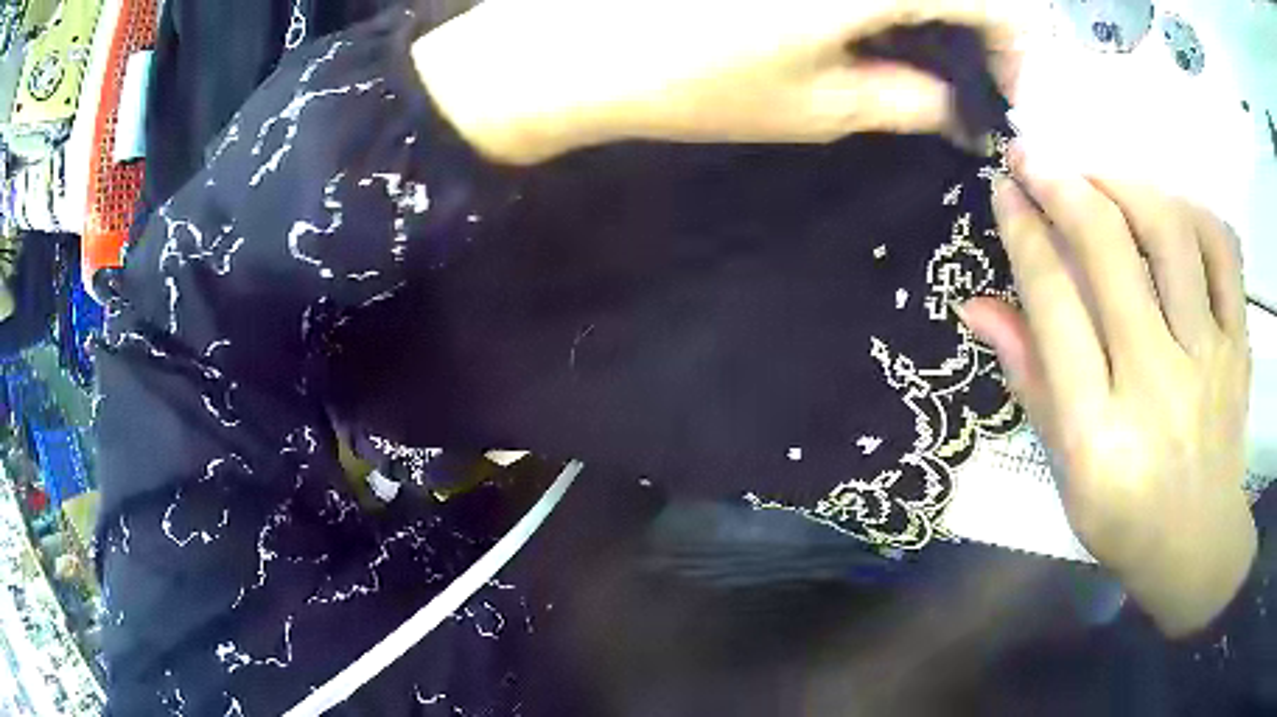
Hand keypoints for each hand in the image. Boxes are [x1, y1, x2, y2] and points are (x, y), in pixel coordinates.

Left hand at [413, 0, 1022, 163]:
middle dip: (984, 26)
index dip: (1020, 48)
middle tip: (976, 76)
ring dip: (938, 14)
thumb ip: (910, 101)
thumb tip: (961, 110)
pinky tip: (882, 28)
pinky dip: (894, 3)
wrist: (568, 48)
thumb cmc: (693, 81)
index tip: (1011, 93)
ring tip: (932, 55)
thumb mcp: (820, 106)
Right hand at [959, 148, 1255, 637]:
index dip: (1025, 232)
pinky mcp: (1238, 347)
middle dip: (1062, 184)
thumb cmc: (1123, 518)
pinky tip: (1169, 208)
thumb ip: (1029, 378)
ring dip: (1125, 183)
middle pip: (1109, 251)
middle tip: (1035, 155)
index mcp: (1097, 431)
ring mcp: (1207, 360)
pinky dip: (1192, 211)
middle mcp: (1155, 385)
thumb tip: (977, 304)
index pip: (1055, 304)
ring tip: (1100, 174)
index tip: (1006, 188)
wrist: (1198, 545)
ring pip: (1170, 232)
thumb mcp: (1065, 469)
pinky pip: (1223, 252)